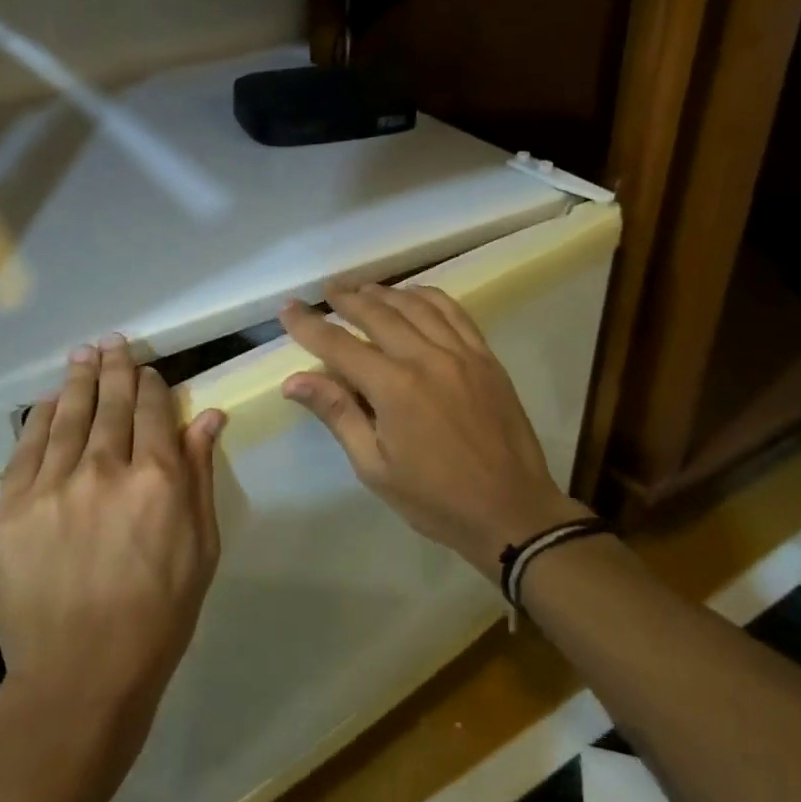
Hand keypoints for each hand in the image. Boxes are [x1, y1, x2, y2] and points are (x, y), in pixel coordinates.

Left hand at [0, 335, 225, 754]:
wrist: (78, 675)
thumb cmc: (157, 616)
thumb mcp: (200, 548)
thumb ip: (200, 475)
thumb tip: (208, 415)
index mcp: (158, 479)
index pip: (155, 410)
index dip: (152, 385)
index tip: (150, 373)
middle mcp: (105, 468)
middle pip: (112, 402)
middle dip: (116, 368)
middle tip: (114, 343)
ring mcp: (52, 484)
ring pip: (69, 413)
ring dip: (79, 379)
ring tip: (85, 354)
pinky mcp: (10, 505)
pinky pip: (28, 444)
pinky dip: (41, 415)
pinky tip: (49, 399)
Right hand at [279, 283, 588, 577]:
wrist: (512, 512)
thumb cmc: (435, 499)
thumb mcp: (375, 467)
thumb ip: (337, 414)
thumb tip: (294, 380)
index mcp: (394, 388)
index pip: (339, 345)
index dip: (309, 325)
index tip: (288, 309)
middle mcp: (427, 358)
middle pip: (378, 313)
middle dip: (346, 299)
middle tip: (325, 291)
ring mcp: (461, 353)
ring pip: (416, 305)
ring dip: (384, 292)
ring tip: (362, 289)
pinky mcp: (486, 357)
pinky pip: (454, 312)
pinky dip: (428, 296)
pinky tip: (413, 295)